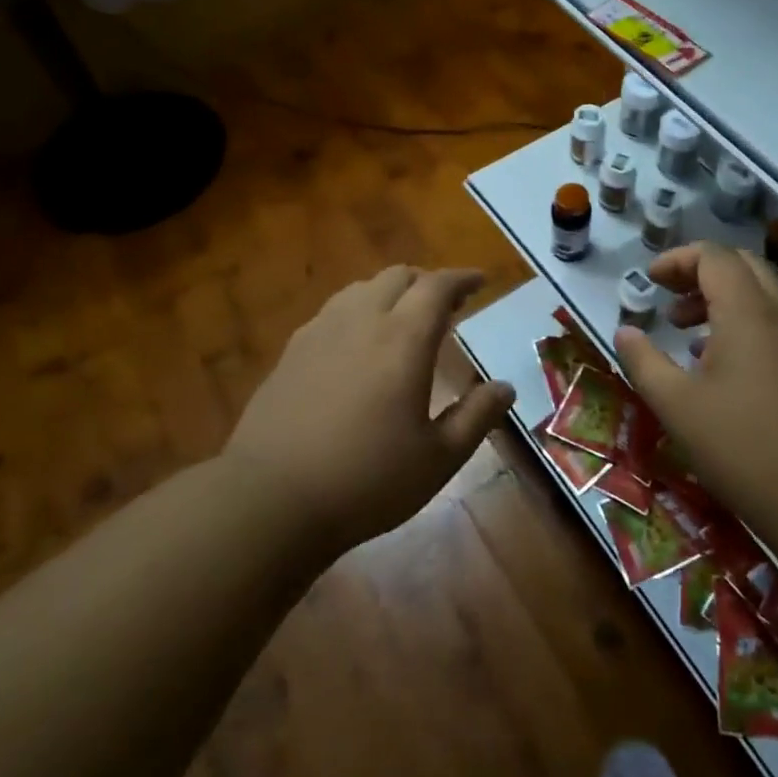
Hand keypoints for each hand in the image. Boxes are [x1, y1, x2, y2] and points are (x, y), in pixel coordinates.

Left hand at [224, 266, 515, 552]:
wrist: (271, 500)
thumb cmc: (367, 480)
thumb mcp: (438, 459)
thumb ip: (476, 417)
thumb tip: (506, 387)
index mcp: (403, 339)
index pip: (437, 286)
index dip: (462, 278)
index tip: (480, 281)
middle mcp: (362, 321)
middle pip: (398, 276)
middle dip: (427, 281)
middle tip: (446, 305)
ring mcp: (320, 332)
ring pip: (361, 288)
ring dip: (391, 292)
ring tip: (402, 318)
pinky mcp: (291, 351)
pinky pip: (333, 311)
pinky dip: (358, 310)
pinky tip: (357, 342)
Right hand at [614, 242, 777, 523]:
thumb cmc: (740, 444)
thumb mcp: (676, 404)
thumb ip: (644, 361)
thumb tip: (625, 332)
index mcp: (746, 312)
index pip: (713, 256)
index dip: (677, 259)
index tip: (649, 280)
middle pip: (741, 264)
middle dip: (700, 271)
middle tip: (668, 296)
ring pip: (759, 293)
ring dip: (720, 297)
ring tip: (685, 331)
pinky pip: (771, 322)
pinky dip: (740, 321)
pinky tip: (716, 363)